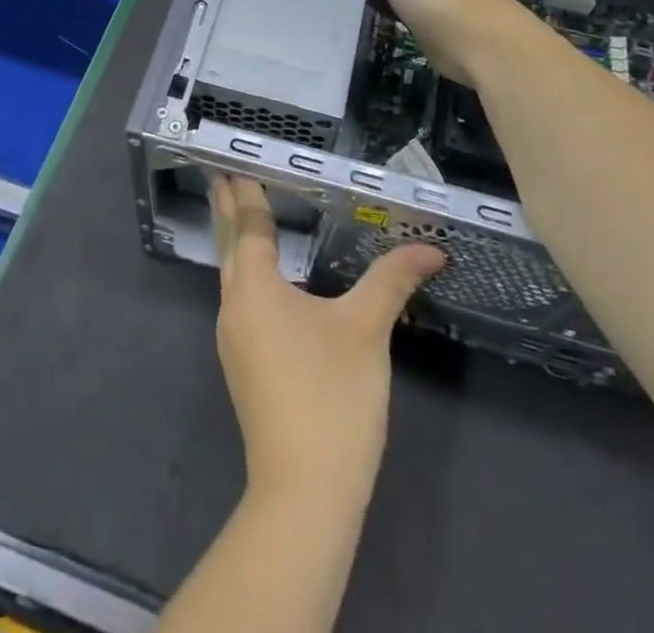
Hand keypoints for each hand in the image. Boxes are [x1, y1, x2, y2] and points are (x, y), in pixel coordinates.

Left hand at [211, 175, 444, 507]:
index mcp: (255, 288)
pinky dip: (245, 271)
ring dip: (233, 240)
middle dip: (226, 208)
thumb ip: (392, 280)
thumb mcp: (367, 330)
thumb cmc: (332, 397)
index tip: (230, 161)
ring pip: (230, 274)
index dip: (245, 191)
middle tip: (222, 174)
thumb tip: (431, 248)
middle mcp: (235, 307)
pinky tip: (261, 278)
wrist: (304, 492)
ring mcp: (234, 339)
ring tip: (239, 214)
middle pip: (229, 245)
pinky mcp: (243, 365)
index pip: (248, 225)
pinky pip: (239, 298)